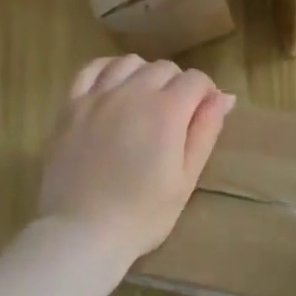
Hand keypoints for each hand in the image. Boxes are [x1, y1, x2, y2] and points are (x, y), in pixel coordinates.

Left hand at [37, 55, 235, 265]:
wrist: (80, 232)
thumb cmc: (141, 214)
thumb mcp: (186, 179)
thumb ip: (205, 132)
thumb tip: (224, 97)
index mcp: (166, 110)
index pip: (196, 80)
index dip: (206, 94)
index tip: (204, 115)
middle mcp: (132, 92)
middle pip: (164, 68)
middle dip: (178, 85)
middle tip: (176, 117)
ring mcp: (97, 96)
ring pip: (129, 63)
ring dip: (145, 74)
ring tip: (145, 100)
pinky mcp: (70, 106)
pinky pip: (92, 69)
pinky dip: (108, 70)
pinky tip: (114, 87)